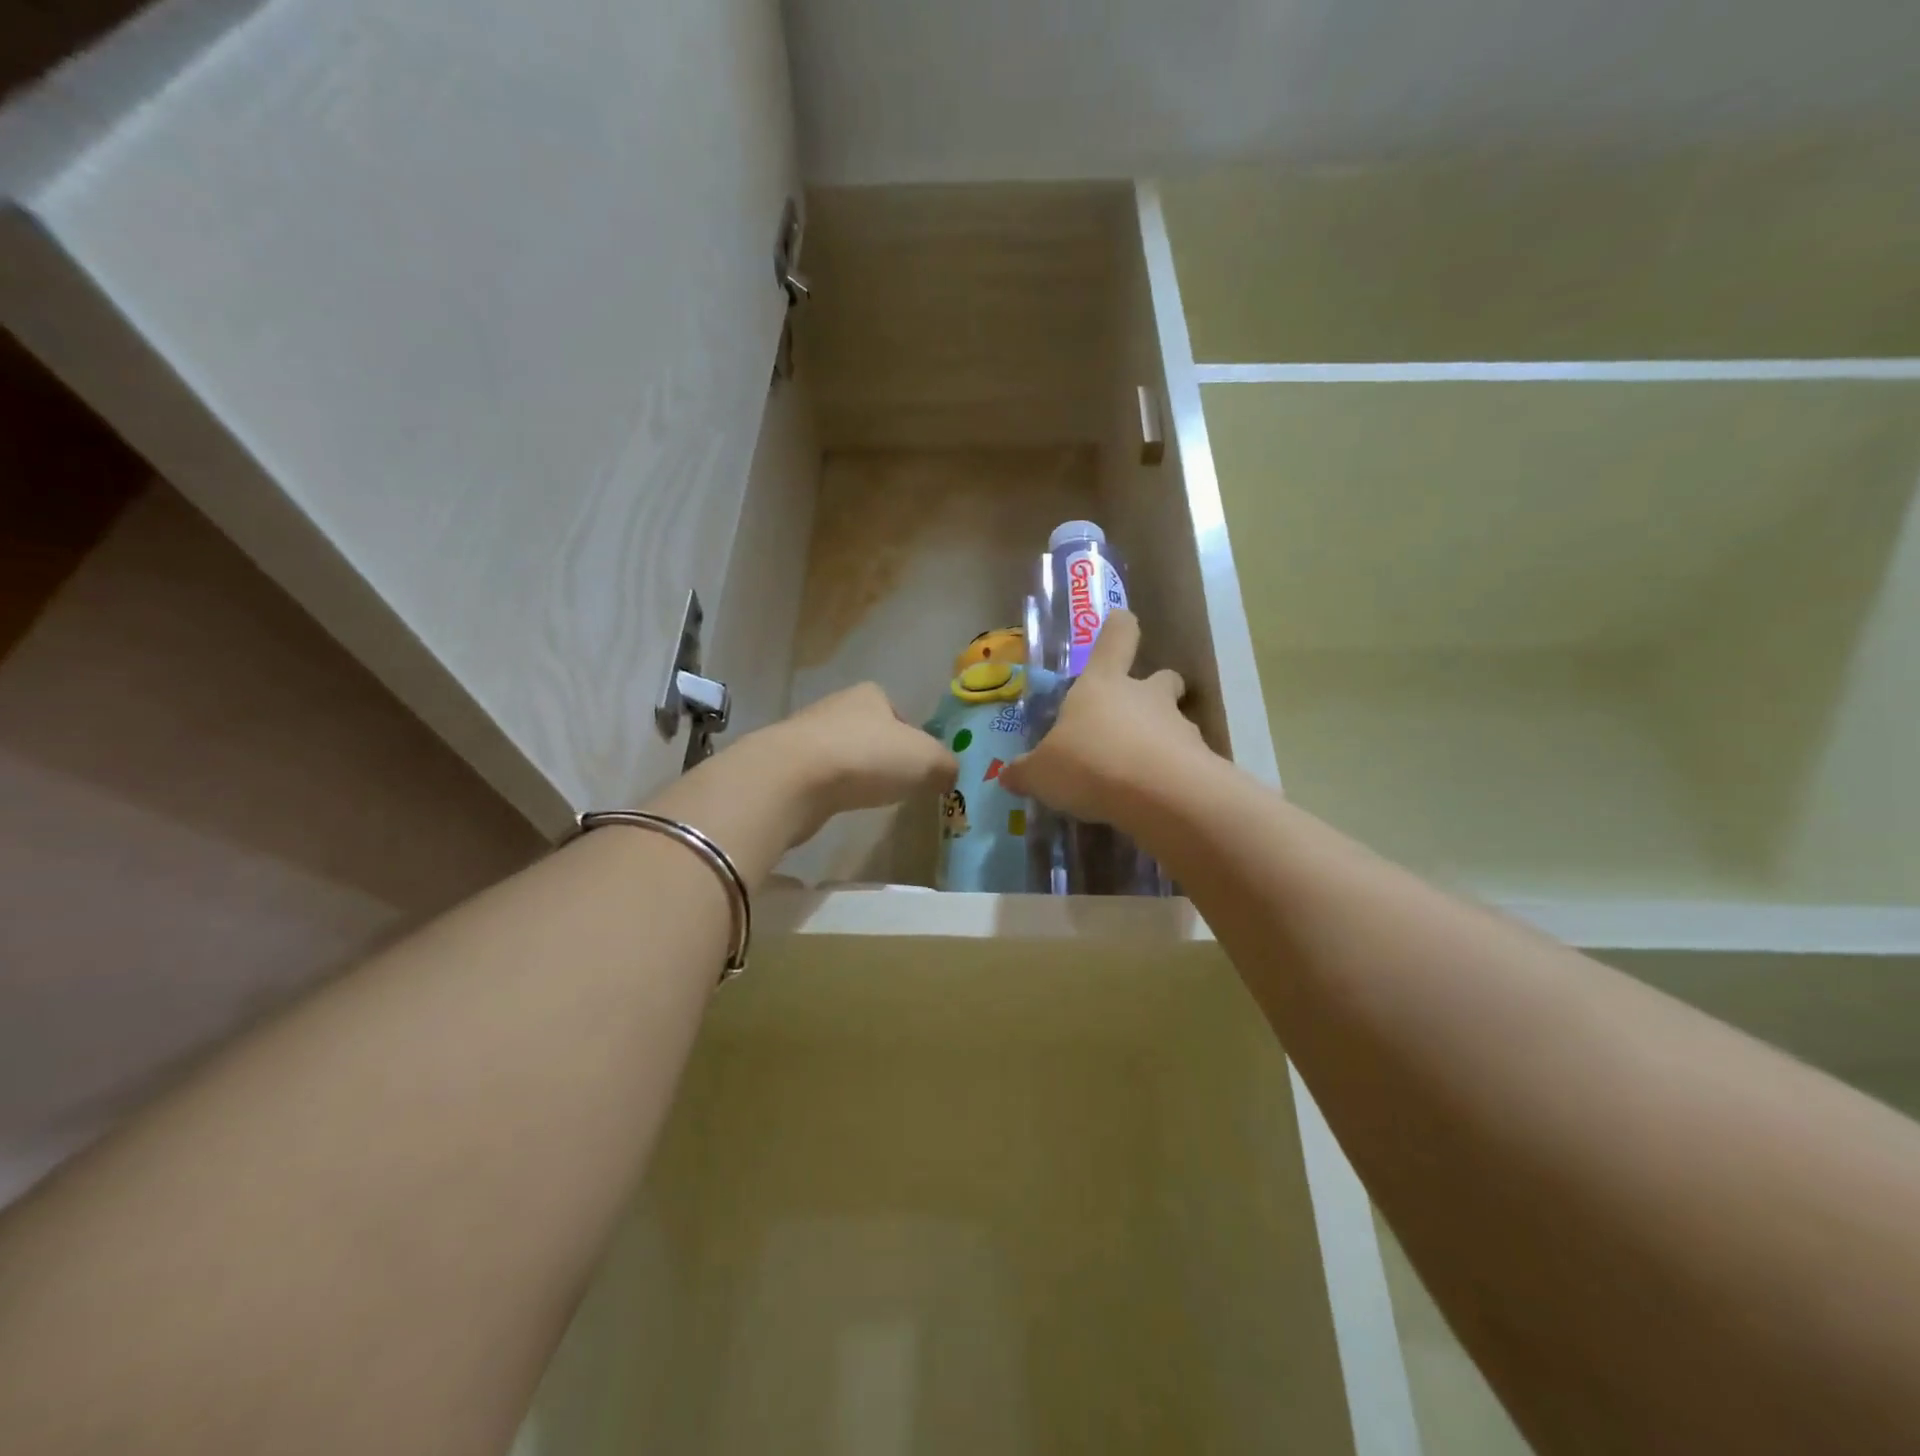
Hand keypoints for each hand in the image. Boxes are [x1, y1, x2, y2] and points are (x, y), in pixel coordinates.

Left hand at [752, 682, 958, 846]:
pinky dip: (830, 790)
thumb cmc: (867, 757)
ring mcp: (805, 735)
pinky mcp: (784, 766)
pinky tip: (836, 805)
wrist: (792, 778)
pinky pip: (818, 777)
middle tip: (896, 784)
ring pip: (841, 753)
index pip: (897, 712)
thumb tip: (948, 775)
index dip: (911, 738)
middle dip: (881, 755)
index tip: (918, 766)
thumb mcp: (927, 760)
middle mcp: (836, 706)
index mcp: (871, 695)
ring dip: (853, 773)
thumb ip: (946, 766)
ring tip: (866, 798)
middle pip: (868, 731)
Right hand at [1001, 611, 1209, 828]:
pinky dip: (1172, 777)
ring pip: (1176, 722)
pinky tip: (1154, 801)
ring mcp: (1180, 727)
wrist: (1161, 797)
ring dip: (1161, 740)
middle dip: (1155, 689)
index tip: (1121, 623)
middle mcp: (1145, 697)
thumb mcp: (1042, 774)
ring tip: (1138, 777)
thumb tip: (1007, 776)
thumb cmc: (1091, 764)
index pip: (1116, 637)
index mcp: (1103, 684)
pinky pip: (1185, 762)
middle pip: (1163, 678)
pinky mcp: (1201, 762)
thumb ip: (1025, 773)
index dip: (1118, 627)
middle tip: (1135, 718)